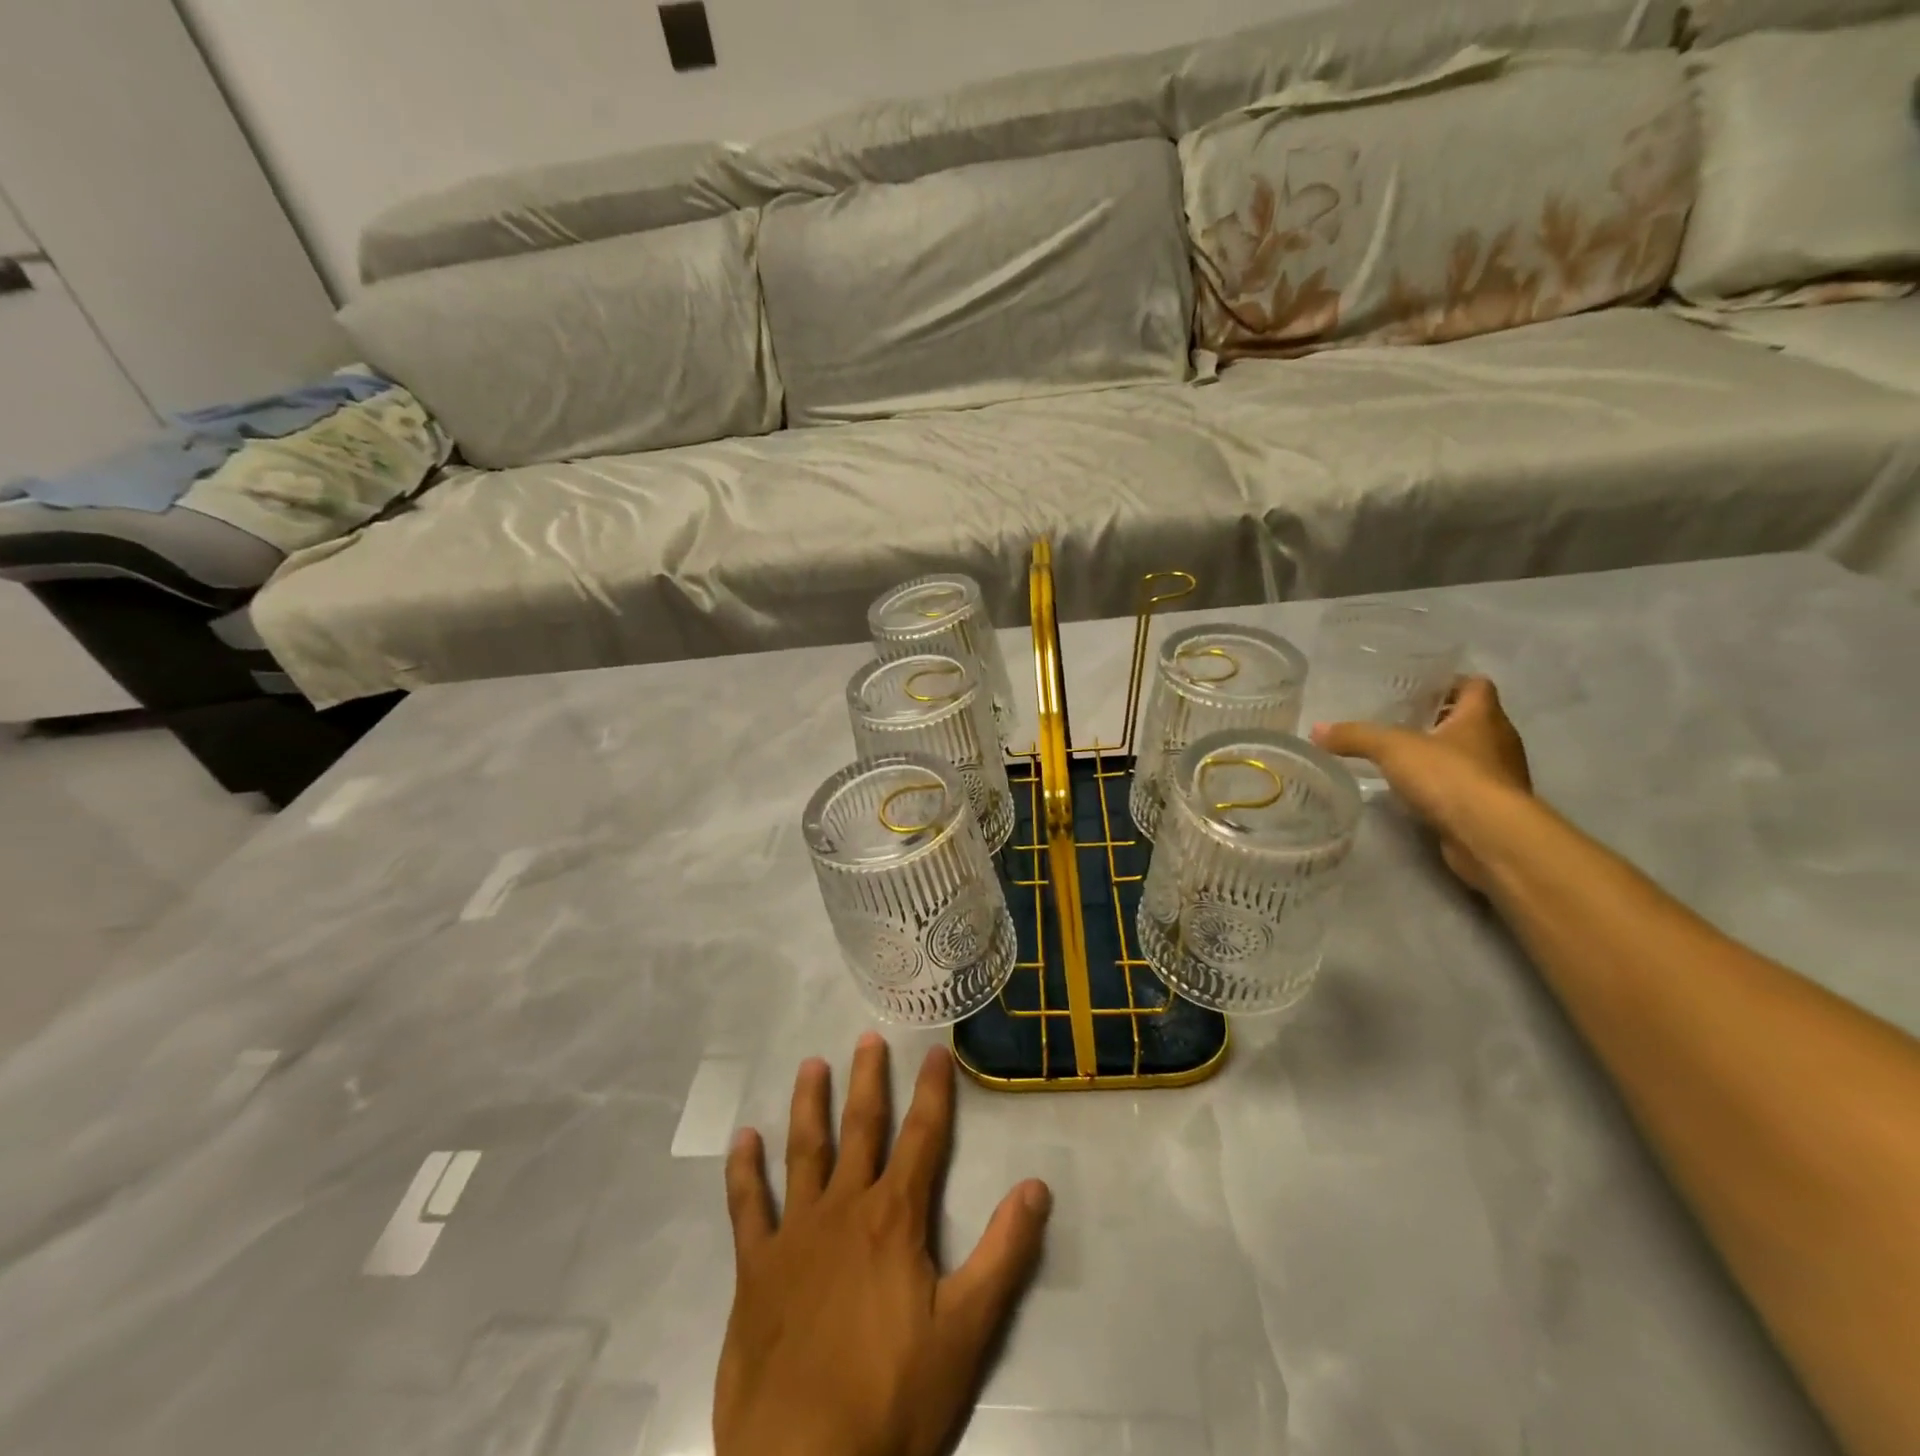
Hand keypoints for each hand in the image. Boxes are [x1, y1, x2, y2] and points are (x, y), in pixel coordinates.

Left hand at [714, 1034, 1051, 1455]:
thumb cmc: (892, 1399)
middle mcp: (844, 1208)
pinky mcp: (756, 1269)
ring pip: (804, 1151)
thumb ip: (1005, 1254)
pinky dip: (744, 1171)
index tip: (936, 1051)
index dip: (934, 1091)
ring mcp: (795, 1234)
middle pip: (861, 1128)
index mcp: (895, 1218)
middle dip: (869, 1080)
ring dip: (809, 1105)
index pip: (923, 1137)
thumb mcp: (967, 1331)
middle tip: (867, 1038)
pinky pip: (747, 1208)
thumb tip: (1038, 1185)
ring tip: (811, 1064)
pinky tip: (742, 1139)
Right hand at [1312, 675, 1531, 892]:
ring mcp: (1500, 776)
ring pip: (1470, 754)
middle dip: (1439, 720)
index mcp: (1484, 716)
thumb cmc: (1450, 776)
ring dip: (1442, 755)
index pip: (1476, 685)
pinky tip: (1415, 792)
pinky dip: (1444, 785)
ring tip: (1402, 758)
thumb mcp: (1392, 749)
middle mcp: (1499, 741)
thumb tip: (1316, 730)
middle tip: (1399, 722)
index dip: (1450, 683)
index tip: (1418, 691)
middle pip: (1471, 720)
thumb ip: (1355, 736)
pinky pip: (1466, 786)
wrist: (1490, 836)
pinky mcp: (1492, 807)